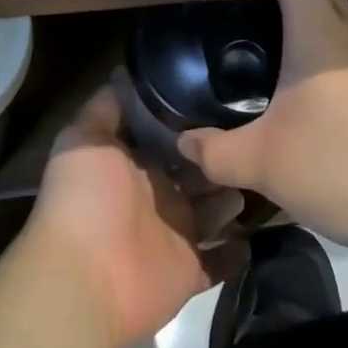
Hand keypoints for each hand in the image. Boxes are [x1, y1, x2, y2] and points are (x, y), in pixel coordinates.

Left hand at [25, 75, 243, 347]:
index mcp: (132, 163)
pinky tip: (258, 232)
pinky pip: (219, 262)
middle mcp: (154, 195)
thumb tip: (125, 71)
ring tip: (263, 173)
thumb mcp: (86, 138)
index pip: (166, 136)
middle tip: (257, 134)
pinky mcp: (188, 271)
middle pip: (194, 173)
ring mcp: (173, 234)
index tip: (222, 96)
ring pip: (212, 212)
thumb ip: (107, 106)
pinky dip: (236, 252)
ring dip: (232, 197)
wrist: (84, 277)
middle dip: (218, 156)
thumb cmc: (86, 198)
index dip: (189, 119)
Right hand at [179, 0, 347, 254]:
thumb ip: (216, 151)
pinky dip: (330, 58)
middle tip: (241, 4)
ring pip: (340, 25)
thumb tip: (183, 142)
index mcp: (321, 34)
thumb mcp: (265, 165)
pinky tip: (314, 91)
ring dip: (309, 28)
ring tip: (269, 42)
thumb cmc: (343, 169)